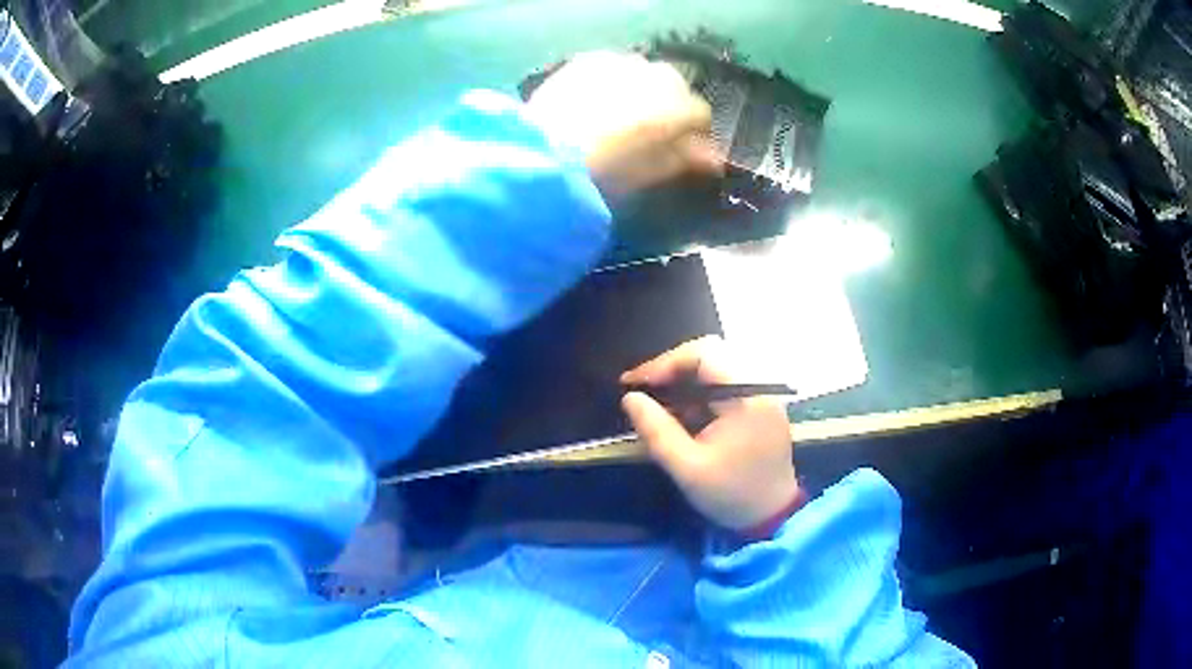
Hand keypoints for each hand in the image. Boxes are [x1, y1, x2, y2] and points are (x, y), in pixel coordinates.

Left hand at [525, 51, 721, 200]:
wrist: (547, 149)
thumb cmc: (608, 168)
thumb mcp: (652, 171)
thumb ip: (687, 159)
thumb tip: (712, 158)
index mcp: (679, 102)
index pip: (700, 114)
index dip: (692, 133)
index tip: (681, 149)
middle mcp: (656, 72)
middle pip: (672, 87)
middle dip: (666, 106)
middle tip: (646, 133)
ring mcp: (621, 60)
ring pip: (641, 74)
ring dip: (638, 90)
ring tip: (615, 116)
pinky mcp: (589, 58)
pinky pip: (611, 68)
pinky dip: (610, 82)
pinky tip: (592, 102)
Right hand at [620, 336, 798, 531]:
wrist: (771, 516)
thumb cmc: (731, 493)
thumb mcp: (687, 468)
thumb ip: (657, 431)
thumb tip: (630, 397)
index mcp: (747, 397)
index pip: (704, 354)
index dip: (665, 362)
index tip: (636, 383)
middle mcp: (760, 386)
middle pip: (712, 353)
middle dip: (674, 368)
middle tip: (646, 389)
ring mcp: (764, 394)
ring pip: (719, 365)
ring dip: (687, 379)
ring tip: (661, 403)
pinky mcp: (762, 404)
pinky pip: (728, 381)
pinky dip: (702, 390)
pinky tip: (685, 413)